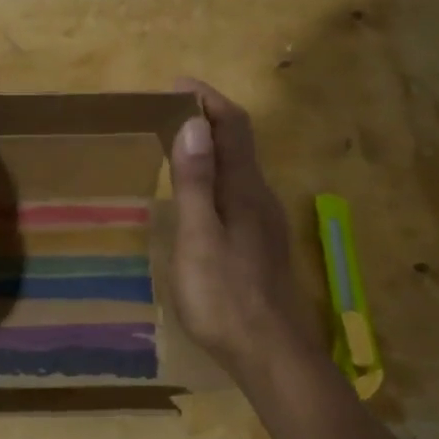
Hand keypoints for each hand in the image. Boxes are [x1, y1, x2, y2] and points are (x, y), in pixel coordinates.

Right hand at [168, 79, 324, 382]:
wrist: (271, 355)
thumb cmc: (225, 296)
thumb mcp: (199, 237)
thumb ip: (196, 182)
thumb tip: (193, 123)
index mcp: (244, 189)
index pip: (232, 126)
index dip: (207, 98)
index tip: (176, 84)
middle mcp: (259, 196)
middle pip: (239, 141)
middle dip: (207, 116)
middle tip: (167, 111)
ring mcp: (263, 221)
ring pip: (239, 166)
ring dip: (211, 144)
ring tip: (175, 142)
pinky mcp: (259, 242)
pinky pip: (236, 189)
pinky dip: (214, 172)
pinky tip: (197, 193)